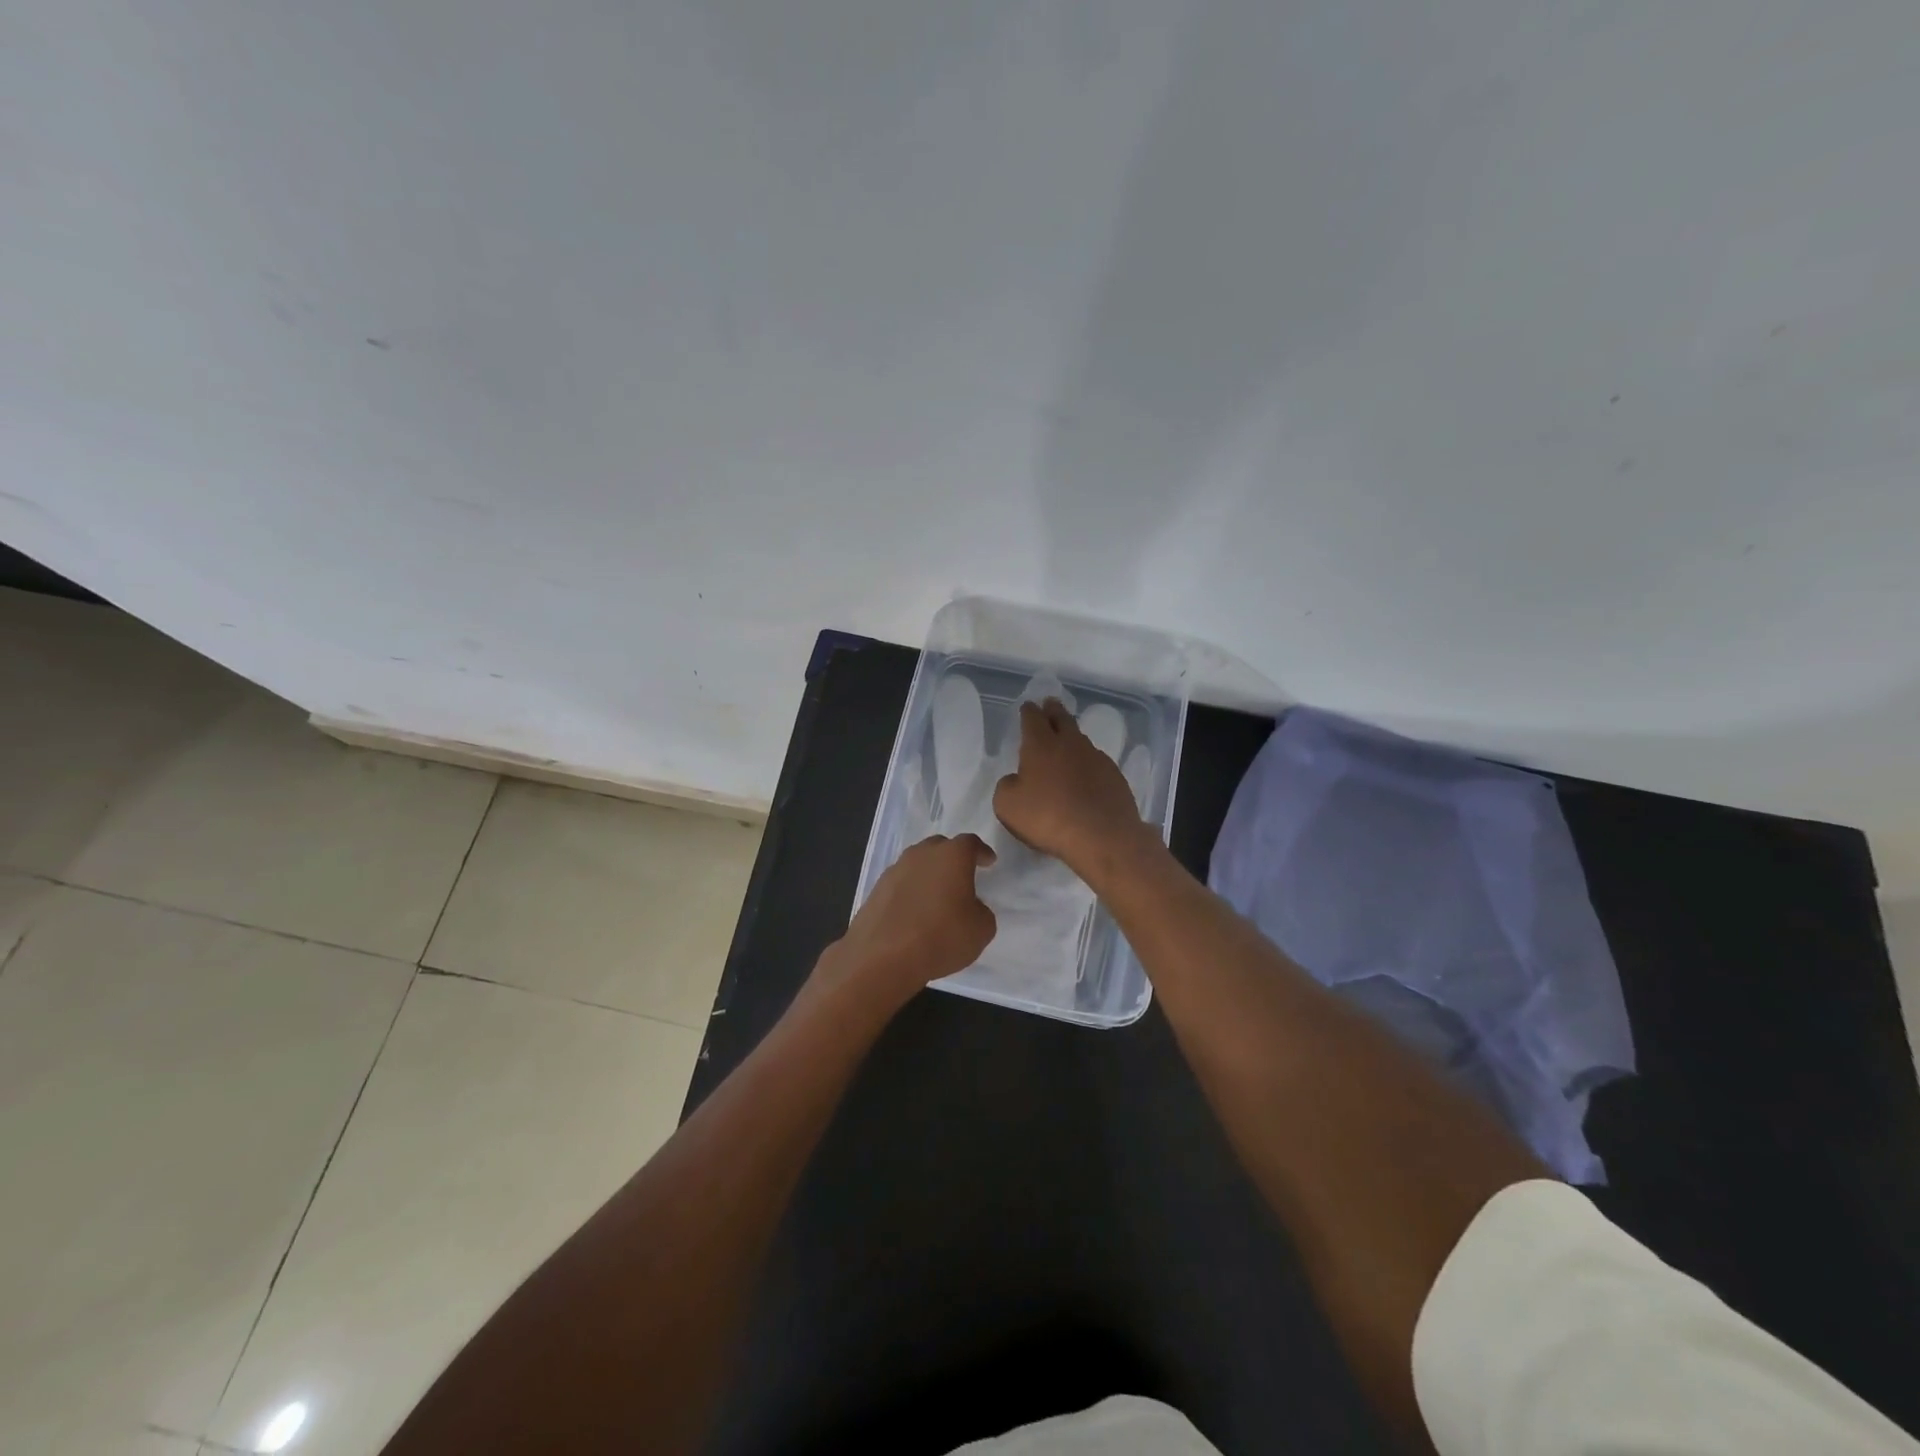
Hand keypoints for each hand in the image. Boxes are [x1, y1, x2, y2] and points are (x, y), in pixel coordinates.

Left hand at [827, 833, 996, 1007]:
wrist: (882, 957)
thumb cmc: (941, 937)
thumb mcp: (981, 929)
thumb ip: (981, 911)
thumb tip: (970, 907)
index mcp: (952, 856)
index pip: (970, 843)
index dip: (981, 852)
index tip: (988, 861)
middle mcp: (921, 854)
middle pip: (940, 847)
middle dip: (953, 858)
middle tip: (962, 876)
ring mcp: (895, 870)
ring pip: (917, 863)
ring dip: (929, 874)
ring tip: (937, 896)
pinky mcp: (876, 890)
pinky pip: (901, 883)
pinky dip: (911, 891)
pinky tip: (914, 911)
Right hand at [993, 699, 1155, 884]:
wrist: (1102, 836)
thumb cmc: (1048, 817)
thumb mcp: (1008, 805)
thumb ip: (1007, 786)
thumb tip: (1015, 779)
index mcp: (1040, 745)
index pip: (1032, 719)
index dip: (1028, 711)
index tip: (1028, 706)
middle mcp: (1070, 744)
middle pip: (1061, 719)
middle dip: (1053, 710)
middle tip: (1050, 704)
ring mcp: (1096, 758)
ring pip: (1080, 739)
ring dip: (1071, 736)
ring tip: (1067, 739)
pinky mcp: (1114, 776)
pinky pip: (1096, 761)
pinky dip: (1087, 762)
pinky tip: (1086, 773)